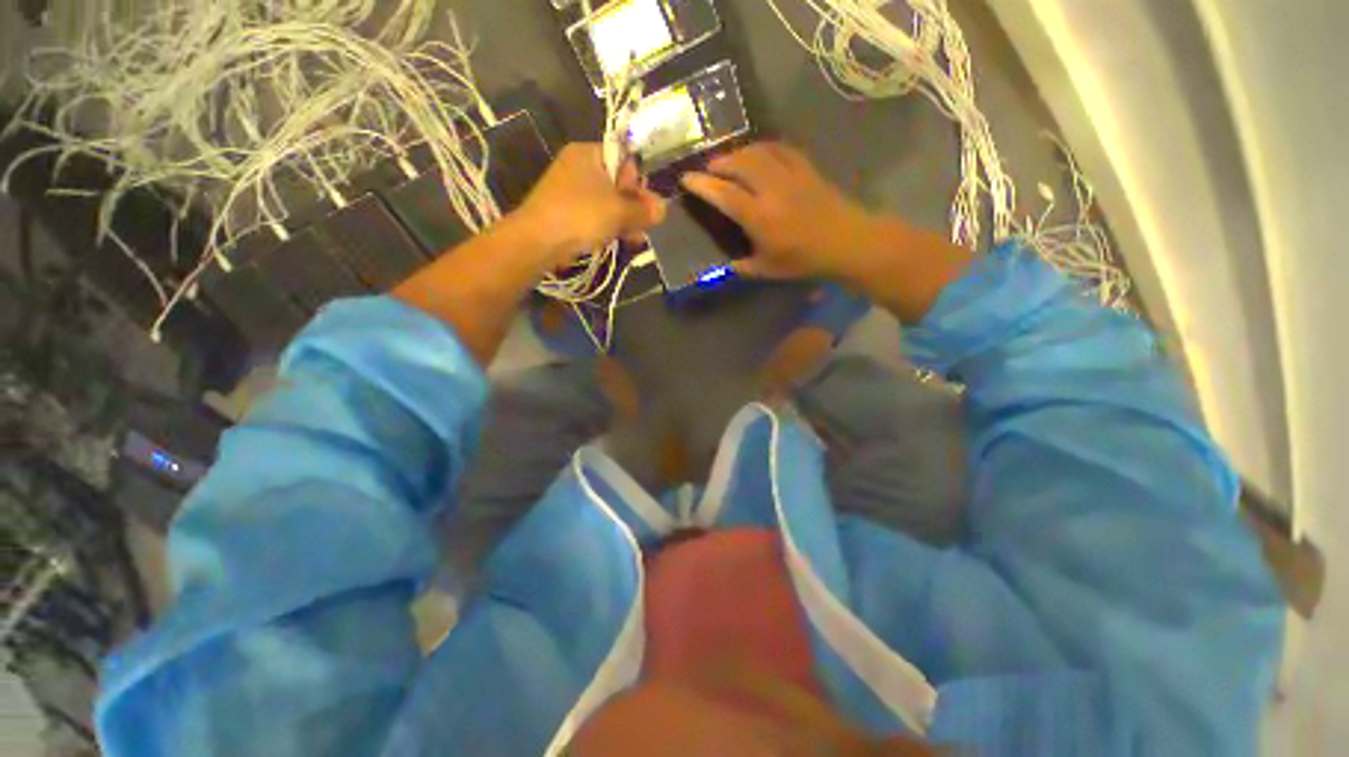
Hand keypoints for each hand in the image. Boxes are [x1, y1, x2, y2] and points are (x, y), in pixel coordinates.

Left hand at [512, 143, 665, 269]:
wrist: (538, 242)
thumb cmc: (581, 215)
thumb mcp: (619, 211)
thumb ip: (644, 210)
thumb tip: (663, 209)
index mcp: (587, 153)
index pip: (624, 159)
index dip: (638, 182)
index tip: (647, 204)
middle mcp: (578, 167)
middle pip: (617, 184)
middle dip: (634, 207)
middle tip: (646, 226)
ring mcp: (571, 192)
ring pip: (608, 203)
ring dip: (625, 221)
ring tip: (637, 240)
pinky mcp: (567, 214)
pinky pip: (596, 216)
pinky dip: (610, 228)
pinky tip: (623, 242)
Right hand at [680, 143, 876, 279]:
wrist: (846, 241)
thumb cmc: (804, 260)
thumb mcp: (768, 270)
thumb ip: (742, 266)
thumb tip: (724, 265)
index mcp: (759, 217)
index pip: (723, 194)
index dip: (702, 184)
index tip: (686, 178)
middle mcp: (771, 189)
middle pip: (739, 164)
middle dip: (718, 163)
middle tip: (708, 169)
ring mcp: (790, 174)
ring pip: (758, 152)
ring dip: (738, 152)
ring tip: (729, 160)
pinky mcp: (805, 167)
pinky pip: (780, 148)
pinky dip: (763, 147)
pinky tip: (758, 153)